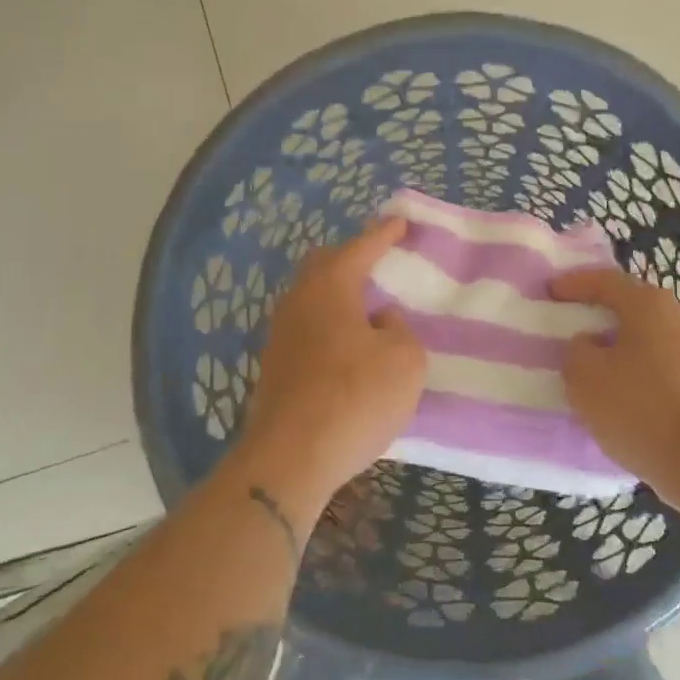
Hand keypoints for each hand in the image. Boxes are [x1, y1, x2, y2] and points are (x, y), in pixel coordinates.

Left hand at [229, 217, 425, 522]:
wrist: (291, 457)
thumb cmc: (356, 397)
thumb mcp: (404, 360)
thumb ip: (398, 330)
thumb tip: (380, 320)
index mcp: (330, 287)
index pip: (361, 247)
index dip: (384, 233)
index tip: (401, 221)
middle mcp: (298, 301)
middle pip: (324, 266)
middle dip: (351, 257)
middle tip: (377, 259)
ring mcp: (280, 335)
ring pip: (311, 299)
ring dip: (338, 295)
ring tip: (366, 304)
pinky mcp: (275, 367)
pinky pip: (307, 329)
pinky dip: (330, 326)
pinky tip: (347, 345)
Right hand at [550, 268, 679, 510]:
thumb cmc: (637, 410)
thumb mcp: (584, 377)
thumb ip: (577, 350)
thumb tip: (589, 344)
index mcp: (651, 306)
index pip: (606, 281)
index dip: (574, 283)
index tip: (549, 290)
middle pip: (632, 306)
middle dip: (600, 311)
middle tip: (572, 320)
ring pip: (649, 336)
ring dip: (621, 343)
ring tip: (595, 359)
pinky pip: (662, 364)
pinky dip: (639, 368)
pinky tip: (624, 389)